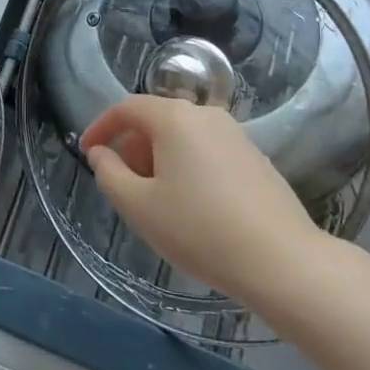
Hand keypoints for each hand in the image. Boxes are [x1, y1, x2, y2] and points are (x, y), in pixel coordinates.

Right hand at [81, 95, 329, 305]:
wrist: (282, 261)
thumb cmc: (199, 230)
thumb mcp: (139, 207)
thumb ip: (109, 174)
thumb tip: (100, 153)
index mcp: (174, 118)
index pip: (126, 108)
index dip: (101, 127)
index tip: (88, 153)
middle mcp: (205, 114)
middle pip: (157, 120)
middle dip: (133, 148)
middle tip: (125, 187)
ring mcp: (235, 134)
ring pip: (183, 137)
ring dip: (161, 160)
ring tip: (158, 202)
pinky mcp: (255, 157)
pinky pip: (208, 151)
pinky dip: (188, 167)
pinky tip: (194, 208)